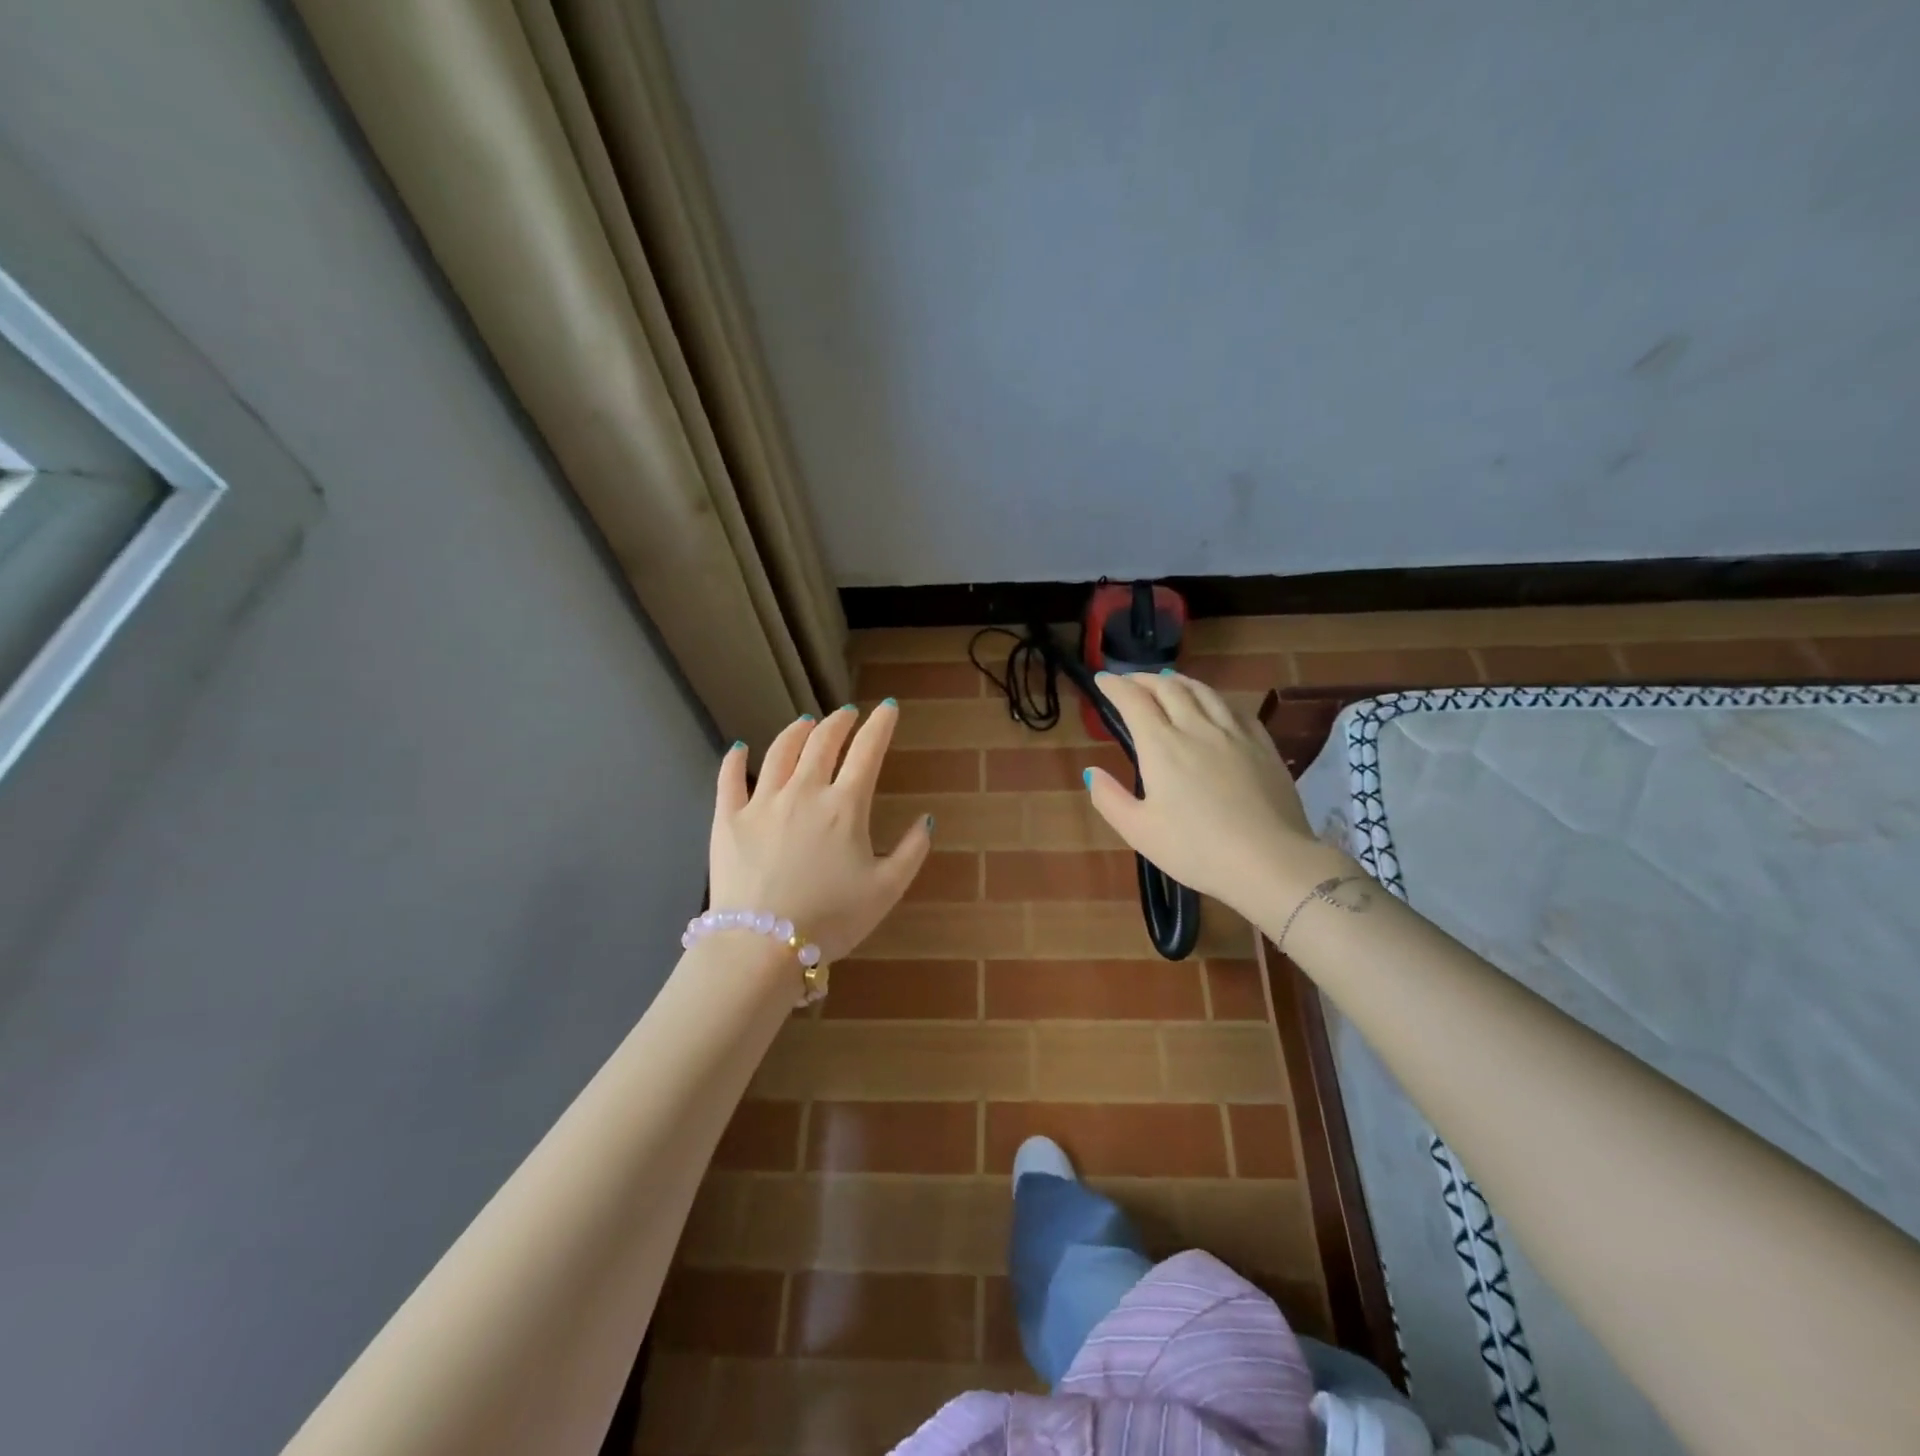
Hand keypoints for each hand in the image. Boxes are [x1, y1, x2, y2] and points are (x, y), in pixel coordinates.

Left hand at [709, 703, 932, 961]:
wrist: (762, 945)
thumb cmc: (831, 919)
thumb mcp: (886, 890)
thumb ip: (911, 851)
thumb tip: (925, 819)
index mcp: (845, 806)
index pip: (867, 751)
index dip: (881, 725)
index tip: (888, 707)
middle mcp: (804, 791)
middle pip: (823, 742)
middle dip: (839, 722)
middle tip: (846, 713)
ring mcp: (762, 802)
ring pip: (780, 752)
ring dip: (796, 732)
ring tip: (805, 723)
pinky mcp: (727, 819)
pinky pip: (729, 779)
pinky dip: (735, 760)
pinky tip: (739, 748)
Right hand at [1084, 672, 1348, 918]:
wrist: (1269, 861)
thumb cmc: (1195, 849)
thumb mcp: (1139, 832)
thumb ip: (1109, 799)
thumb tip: (1092, 772)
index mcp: (1162, 746)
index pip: (1134, 701)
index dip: (1115, 686)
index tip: (1102, 679)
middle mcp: (1196, 728)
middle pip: (1168, 688)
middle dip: (1144, 678)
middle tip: (1130, 679)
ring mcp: (1234, 734)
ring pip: (1204, 692)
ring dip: (1180, 681)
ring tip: (1168, 680)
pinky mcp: (1263, 746)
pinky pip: (1235, 709)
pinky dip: (1215, 699)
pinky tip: (1215, 706)